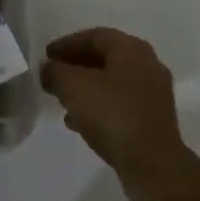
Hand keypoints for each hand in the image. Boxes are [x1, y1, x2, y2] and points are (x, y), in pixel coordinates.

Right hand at [41, 27, 199, 200]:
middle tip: (53, 75)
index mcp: (132, 49)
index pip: (95, 36)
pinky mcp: (152, 120)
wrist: (152, 164)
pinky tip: (78, 122)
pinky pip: (119, 104)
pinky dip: (98, 107)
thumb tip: (47, 68)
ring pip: (111, 83)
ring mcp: (153, 95)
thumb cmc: (112, 114)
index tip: (46, 55)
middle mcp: (147, 66)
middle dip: (76, 66)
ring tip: (61, 100)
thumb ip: (55, 72)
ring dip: (85, 88)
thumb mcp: (73, 87)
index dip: (67, 43)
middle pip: (105, 58)